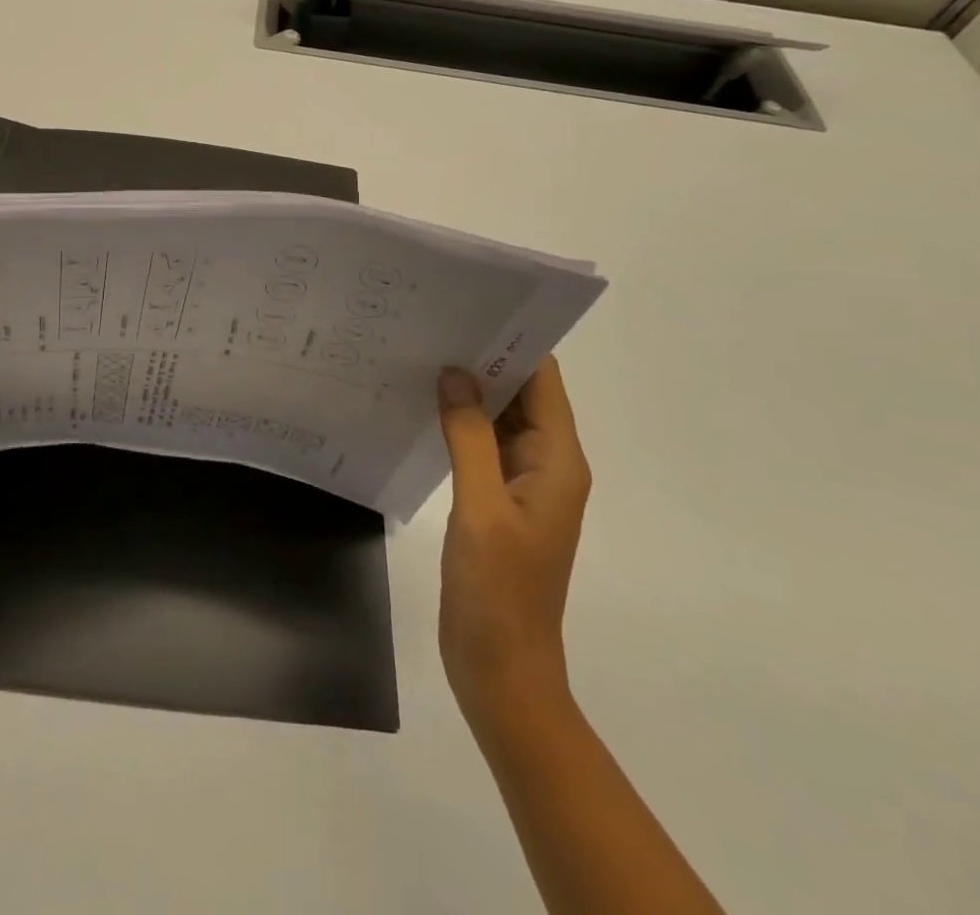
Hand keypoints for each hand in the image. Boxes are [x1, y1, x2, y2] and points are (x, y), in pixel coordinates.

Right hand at [437, 359, 589, 734]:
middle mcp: (547, 464)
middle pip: (522, 394)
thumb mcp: (481, 508)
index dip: (514, 341)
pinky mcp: (496, 501)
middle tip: (432, 324)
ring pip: (499, 419)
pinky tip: (421, 407)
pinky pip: (481, 445)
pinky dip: (458, 423)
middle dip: (484, 359)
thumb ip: (469, 436)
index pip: (544, 381)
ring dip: (468, 391)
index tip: (470, 308)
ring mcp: (521, 484)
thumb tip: (454, 373)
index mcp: (558, 460)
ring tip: (421, 353)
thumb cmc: (499, 591)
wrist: (501, 671)